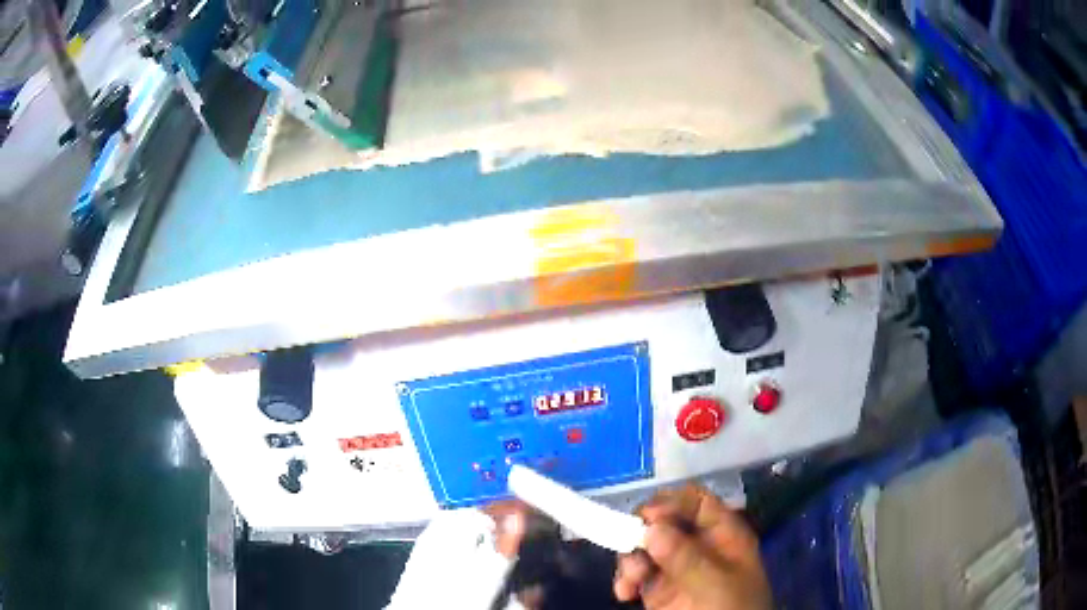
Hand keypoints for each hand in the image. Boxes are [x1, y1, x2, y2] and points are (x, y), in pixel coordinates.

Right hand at [614, 485, 771, 609]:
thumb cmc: (733, 609)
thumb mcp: (715, 583)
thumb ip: (686, 557)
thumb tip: (651, 528)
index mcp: (723, 535)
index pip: (697, 502)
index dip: (672, 502)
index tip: (648, 517)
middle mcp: (698, 547)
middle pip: (664, 522)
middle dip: (642, 532)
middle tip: (629, 544)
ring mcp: (677, 569)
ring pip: (645, 547)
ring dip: (630, 559)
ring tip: (630, 581)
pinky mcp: (659, 591)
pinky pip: (636, 574)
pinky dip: (625, 579)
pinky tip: (624, 593)